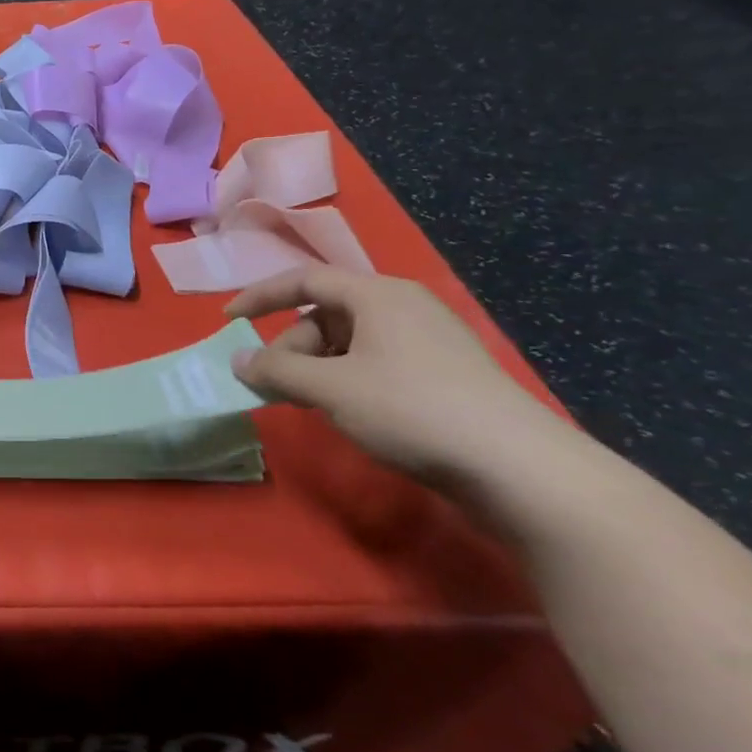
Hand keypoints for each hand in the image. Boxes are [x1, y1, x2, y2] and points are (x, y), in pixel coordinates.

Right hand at [225, 266, 571, 484]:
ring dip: (318, 368)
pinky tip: (349, 413)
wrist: (523, 471)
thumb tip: (239, 360)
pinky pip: (378, 363)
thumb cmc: (412, 410)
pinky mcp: (448, 377)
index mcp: (378, 295)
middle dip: (292, 347)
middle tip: (275, 385)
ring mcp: (430, 342)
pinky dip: (349, 380)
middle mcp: (404, 308)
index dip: (260, 296)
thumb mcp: (331, 388)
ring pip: (351, 342)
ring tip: (310, 404)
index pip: (304, 280)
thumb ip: (277, 370)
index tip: (229, 321)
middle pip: (326, 314)